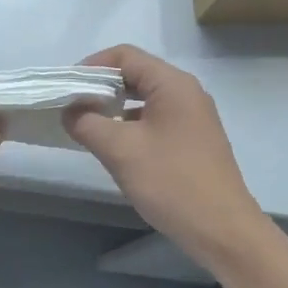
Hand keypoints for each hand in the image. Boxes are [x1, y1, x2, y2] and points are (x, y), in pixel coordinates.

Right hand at [65, 45, 267, 262]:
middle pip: (135, 74)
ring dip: (114, 107)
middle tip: (71, 107)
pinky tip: (114, 146)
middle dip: (100, 87)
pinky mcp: (192, 141)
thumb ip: (87, 123)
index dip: (91, 66)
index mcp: (172, 84)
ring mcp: (192, 117)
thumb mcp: (120, 150)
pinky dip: (130, 125)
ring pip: (144, 99)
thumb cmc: (171, 182)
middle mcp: (186, 93)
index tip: (65, 88)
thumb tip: (70, 111)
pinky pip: (155, 120)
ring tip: (87, 127)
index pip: (125, 56)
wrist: (222, 231)